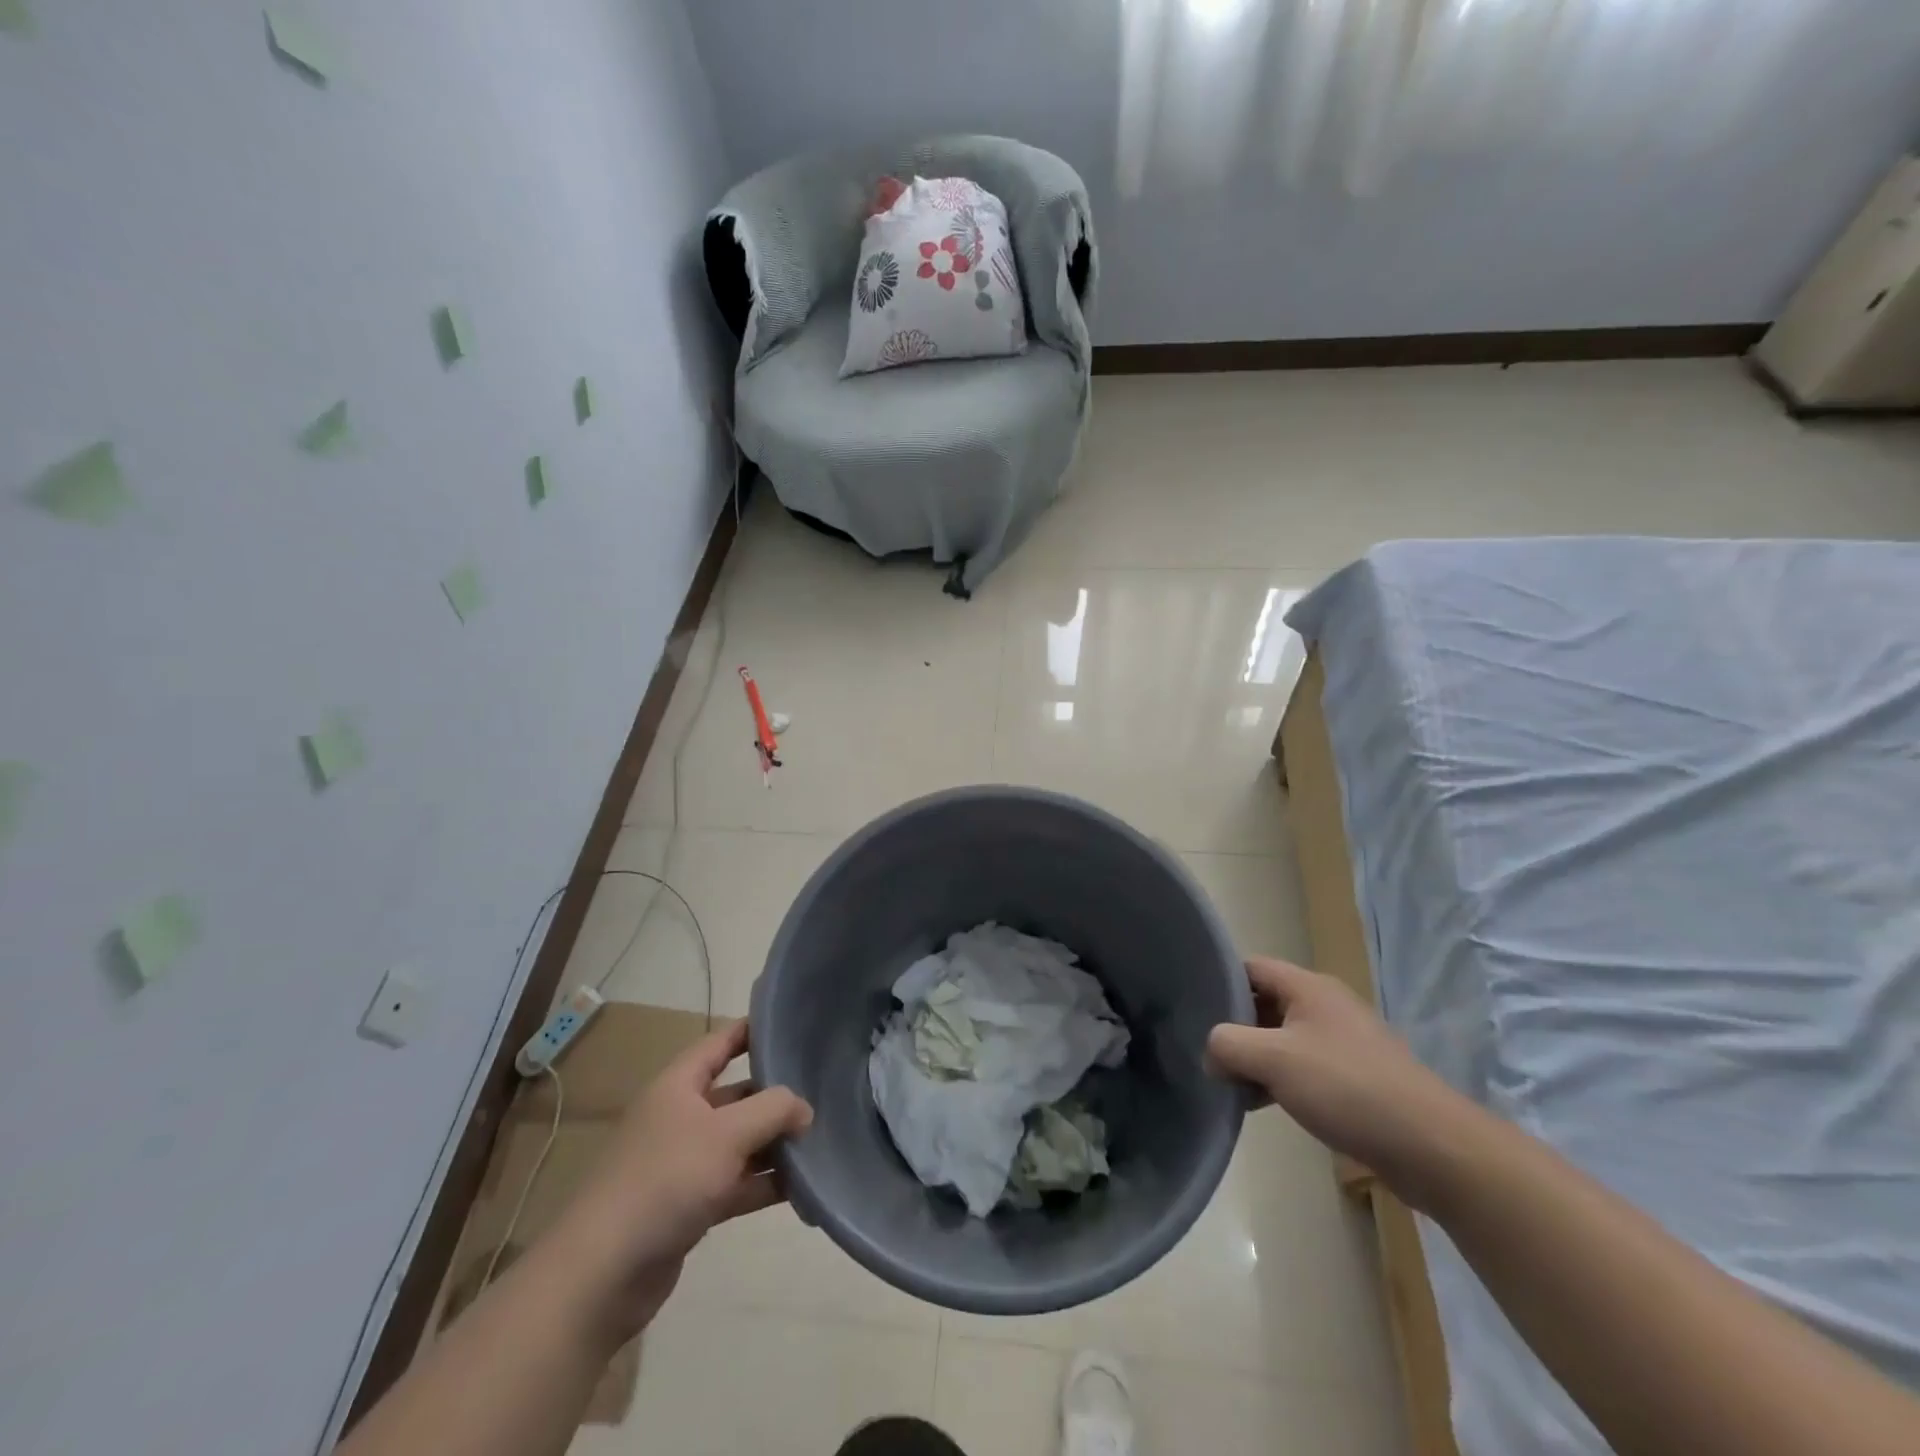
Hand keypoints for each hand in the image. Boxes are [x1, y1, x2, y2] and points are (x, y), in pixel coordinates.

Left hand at [556, 1018, 812, 1340]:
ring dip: (775, 1144)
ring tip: (822, 1140)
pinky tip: (803, 1189)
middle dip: (775, 1096)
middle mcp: (680, 1118)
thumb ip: (773, 1110)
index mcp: (678, 1086)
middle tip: (822, 1091)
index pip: (719, 1043)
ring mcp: (684, 1164)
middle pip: (736, 1095)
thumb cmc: (665, 1180)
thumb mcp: (727, 1133)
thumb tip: (804, 1109)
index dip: (752, 1030)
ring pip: (740, 1143)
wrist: (602, 1274)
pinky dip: (765, 1183)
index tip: (791, 1024)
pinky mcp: (689, 1206)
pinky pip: (736, 1184)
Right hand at [1206, 957, 1469, 1195]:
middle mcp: (1325, 1005)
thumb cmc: (1347, 1089)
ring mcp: (1343, 1042)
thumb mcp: (1274, 1060)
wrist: (1432, 1148)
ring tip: (1226, 1083)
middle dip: (1233, 1025)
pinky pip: (1303, 1066)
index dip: (1218, 981)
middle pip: (1264, 1002)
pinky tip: (1262, 1105)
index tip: (1190, 1007)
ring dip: (1254, 1057)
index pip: (1249, 967)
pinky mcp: (1354, 1078)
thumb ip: (1228, 1046)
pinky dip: (1278, 1079)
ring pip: (1281, 1037)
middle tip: (1202, 1050)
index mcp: (1308, 987)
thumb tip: (1211, 1053)